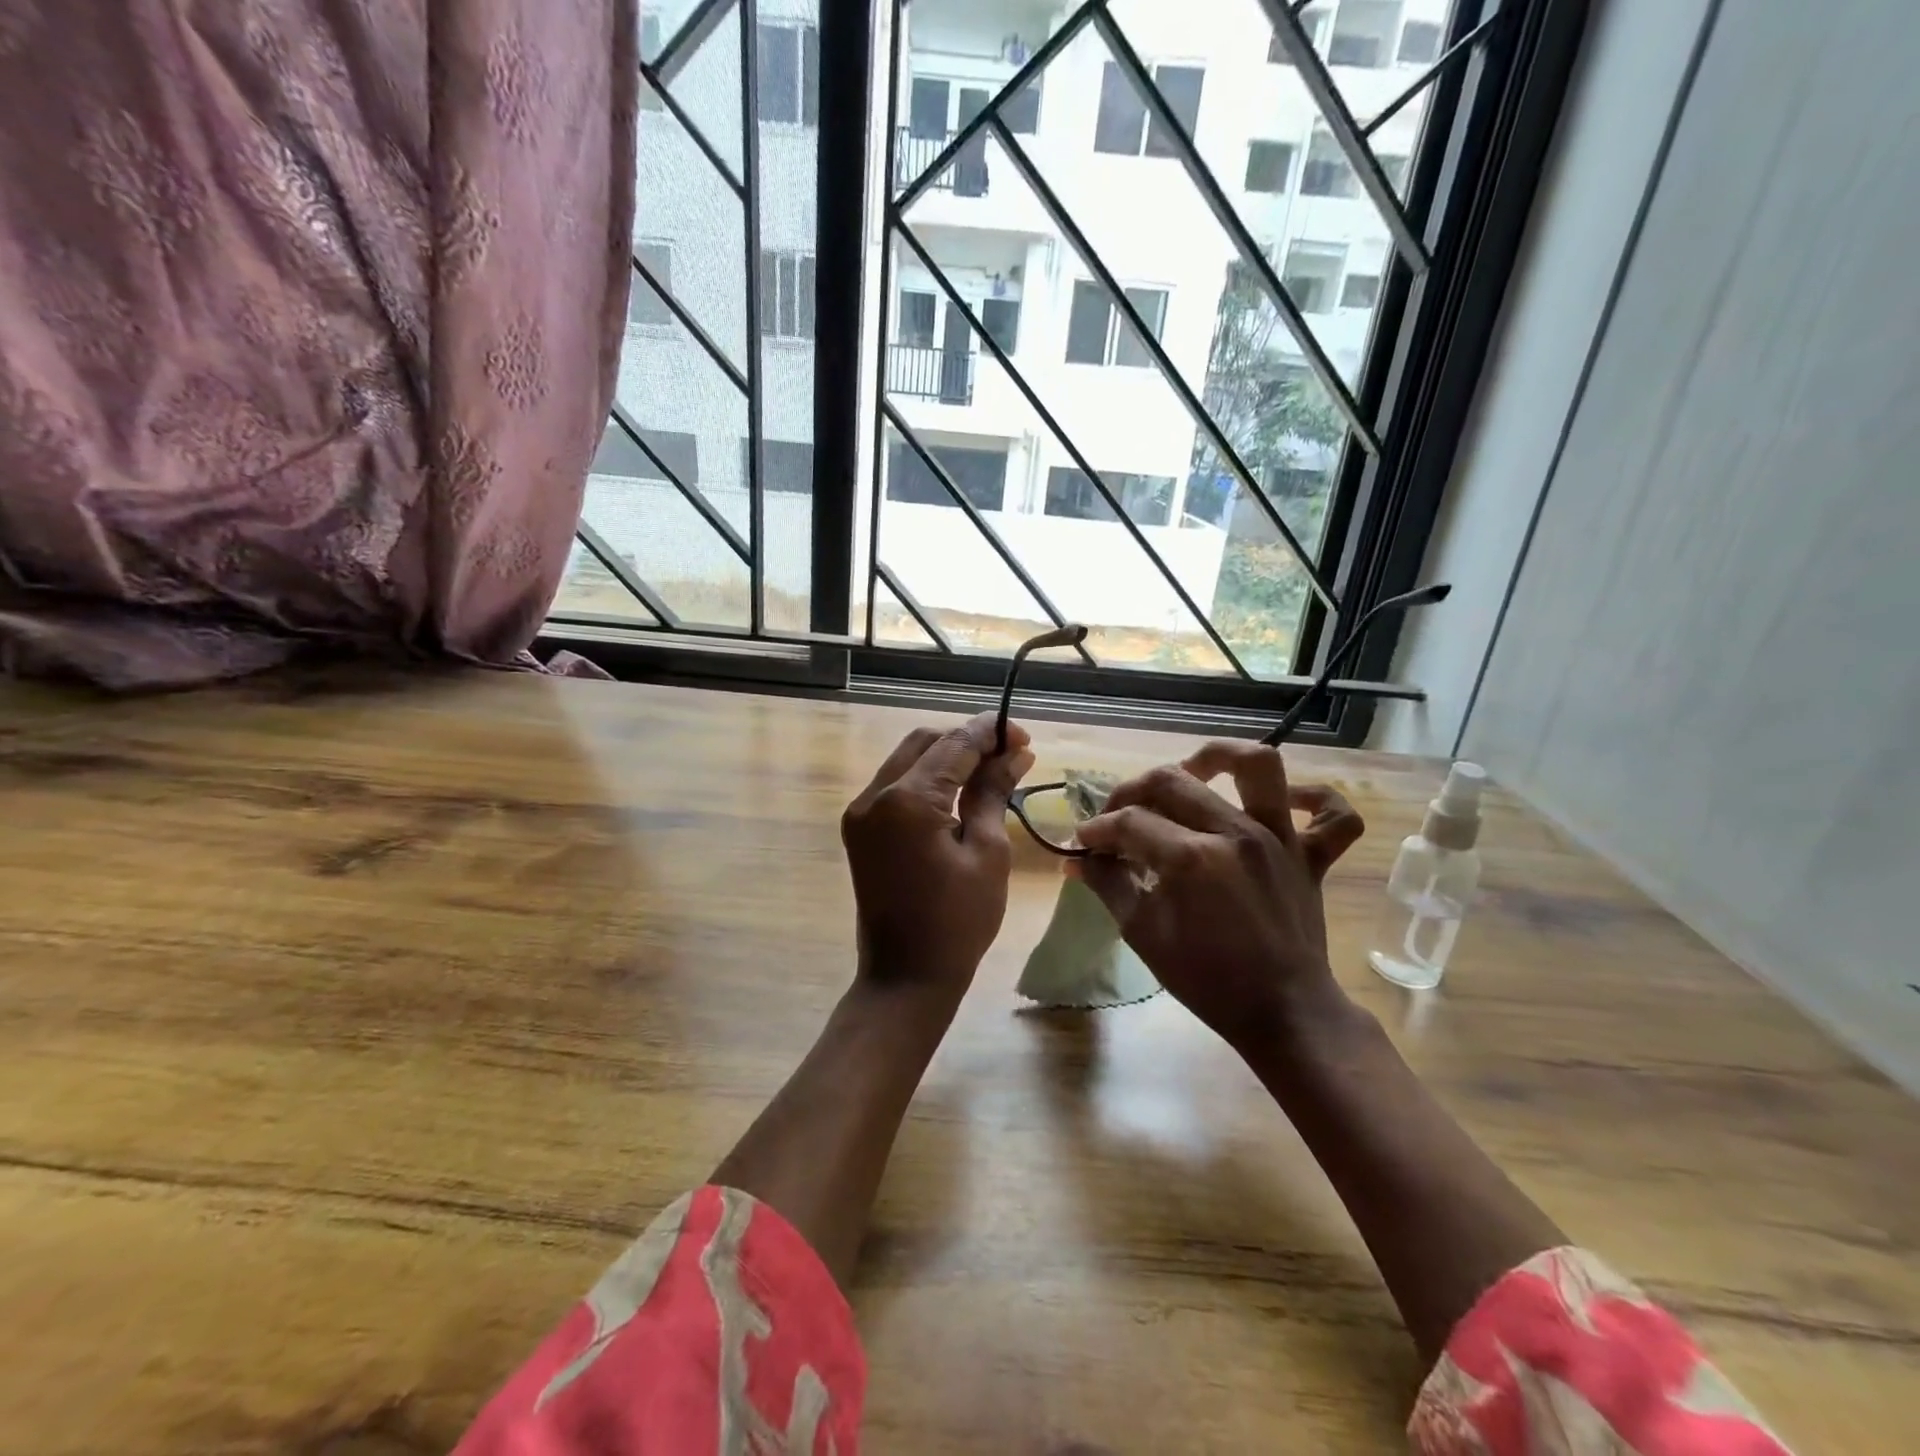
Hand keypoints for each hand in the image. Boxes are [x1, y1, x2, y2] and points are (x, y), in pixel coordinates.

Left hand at [841, 712, 1034, 1004]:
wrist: (905, 978)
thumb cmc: (957, 922)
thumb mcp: (987, 852)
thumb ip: (993, 793)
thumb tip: (1014, 753)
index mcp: (906, 800)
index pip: (954, 745)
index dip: (990, 734)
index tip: (1023, 737)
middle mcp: (873, 795)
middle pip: (925, 743)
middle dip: (967, 741)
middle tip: (1009, 754)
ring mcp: (860, 812)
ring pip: (908, 760)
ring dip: (947, 758)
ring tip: (990, 771)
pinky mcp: (859, 829)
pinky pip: (896, 786)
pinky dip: (928, 780)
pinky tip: (959, 792)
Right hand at [1071, 740, 1364, 1051]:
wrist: (1282, 1013)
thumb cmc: (1206, 978)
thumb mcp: (1143, 933)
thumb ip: (1108, 885)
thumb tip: (1077, 858)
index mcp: (1190, 858)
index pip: (1129, 822)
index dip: (1098, 829)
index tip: (1084, 843)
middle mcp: (1236, 834)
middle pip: (1173, 781)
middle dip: (1132, 791)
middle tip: (1117, 815)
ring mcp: (1280, 840)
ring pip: (1259, 767)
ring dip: (1220, 756)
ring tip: (1193, 770)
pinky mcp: (1312, 857)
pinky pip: (1333, 815)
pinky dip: (1315, 799)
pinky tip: (1286, 801)